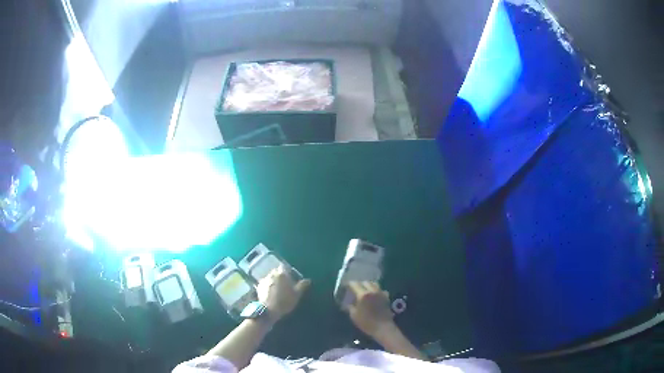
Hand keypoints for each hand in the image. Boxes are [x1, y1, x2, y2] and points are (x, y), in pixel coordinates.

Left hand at [257, 265, 310, 322]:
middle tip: (285, 283)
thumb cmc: (285, 301)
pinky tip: (270, 292)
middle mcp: (272, 274)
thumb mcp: (297, 294)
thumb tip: (308, 280)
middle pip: (276, 271)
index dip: (287, 270)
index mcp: (282, 274)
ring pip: (270, 277)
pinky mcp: (258, 286)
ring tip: (277, 289)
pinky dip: (268, 285)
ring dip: (273, 280)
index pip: (284, 267)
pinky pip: (265, 283)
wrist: (269, 309)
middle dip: (280, 275)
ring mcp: (264, 280)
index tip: (290, 276)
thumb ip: (302, 286)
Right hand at [347, 281, 394, 337]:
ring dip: (368, 285)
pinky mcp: (386, 297)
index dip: (349, 284)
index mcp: (363, 294)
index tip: (345, 286)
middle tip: (354, 289)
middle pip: (365, 282)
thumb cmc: (366, 322)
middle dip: (359, 284)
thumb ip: (350, 306)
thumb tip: (347, 303)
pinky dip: (376, 290)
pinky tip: (373, 296)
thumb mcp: (354, 315)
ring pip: (374, 284)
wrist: (383, 327)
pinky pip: (380, 290)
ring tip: (364, 290)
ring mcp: (380, 293)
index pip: (354, 284)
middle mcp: (372, 291)